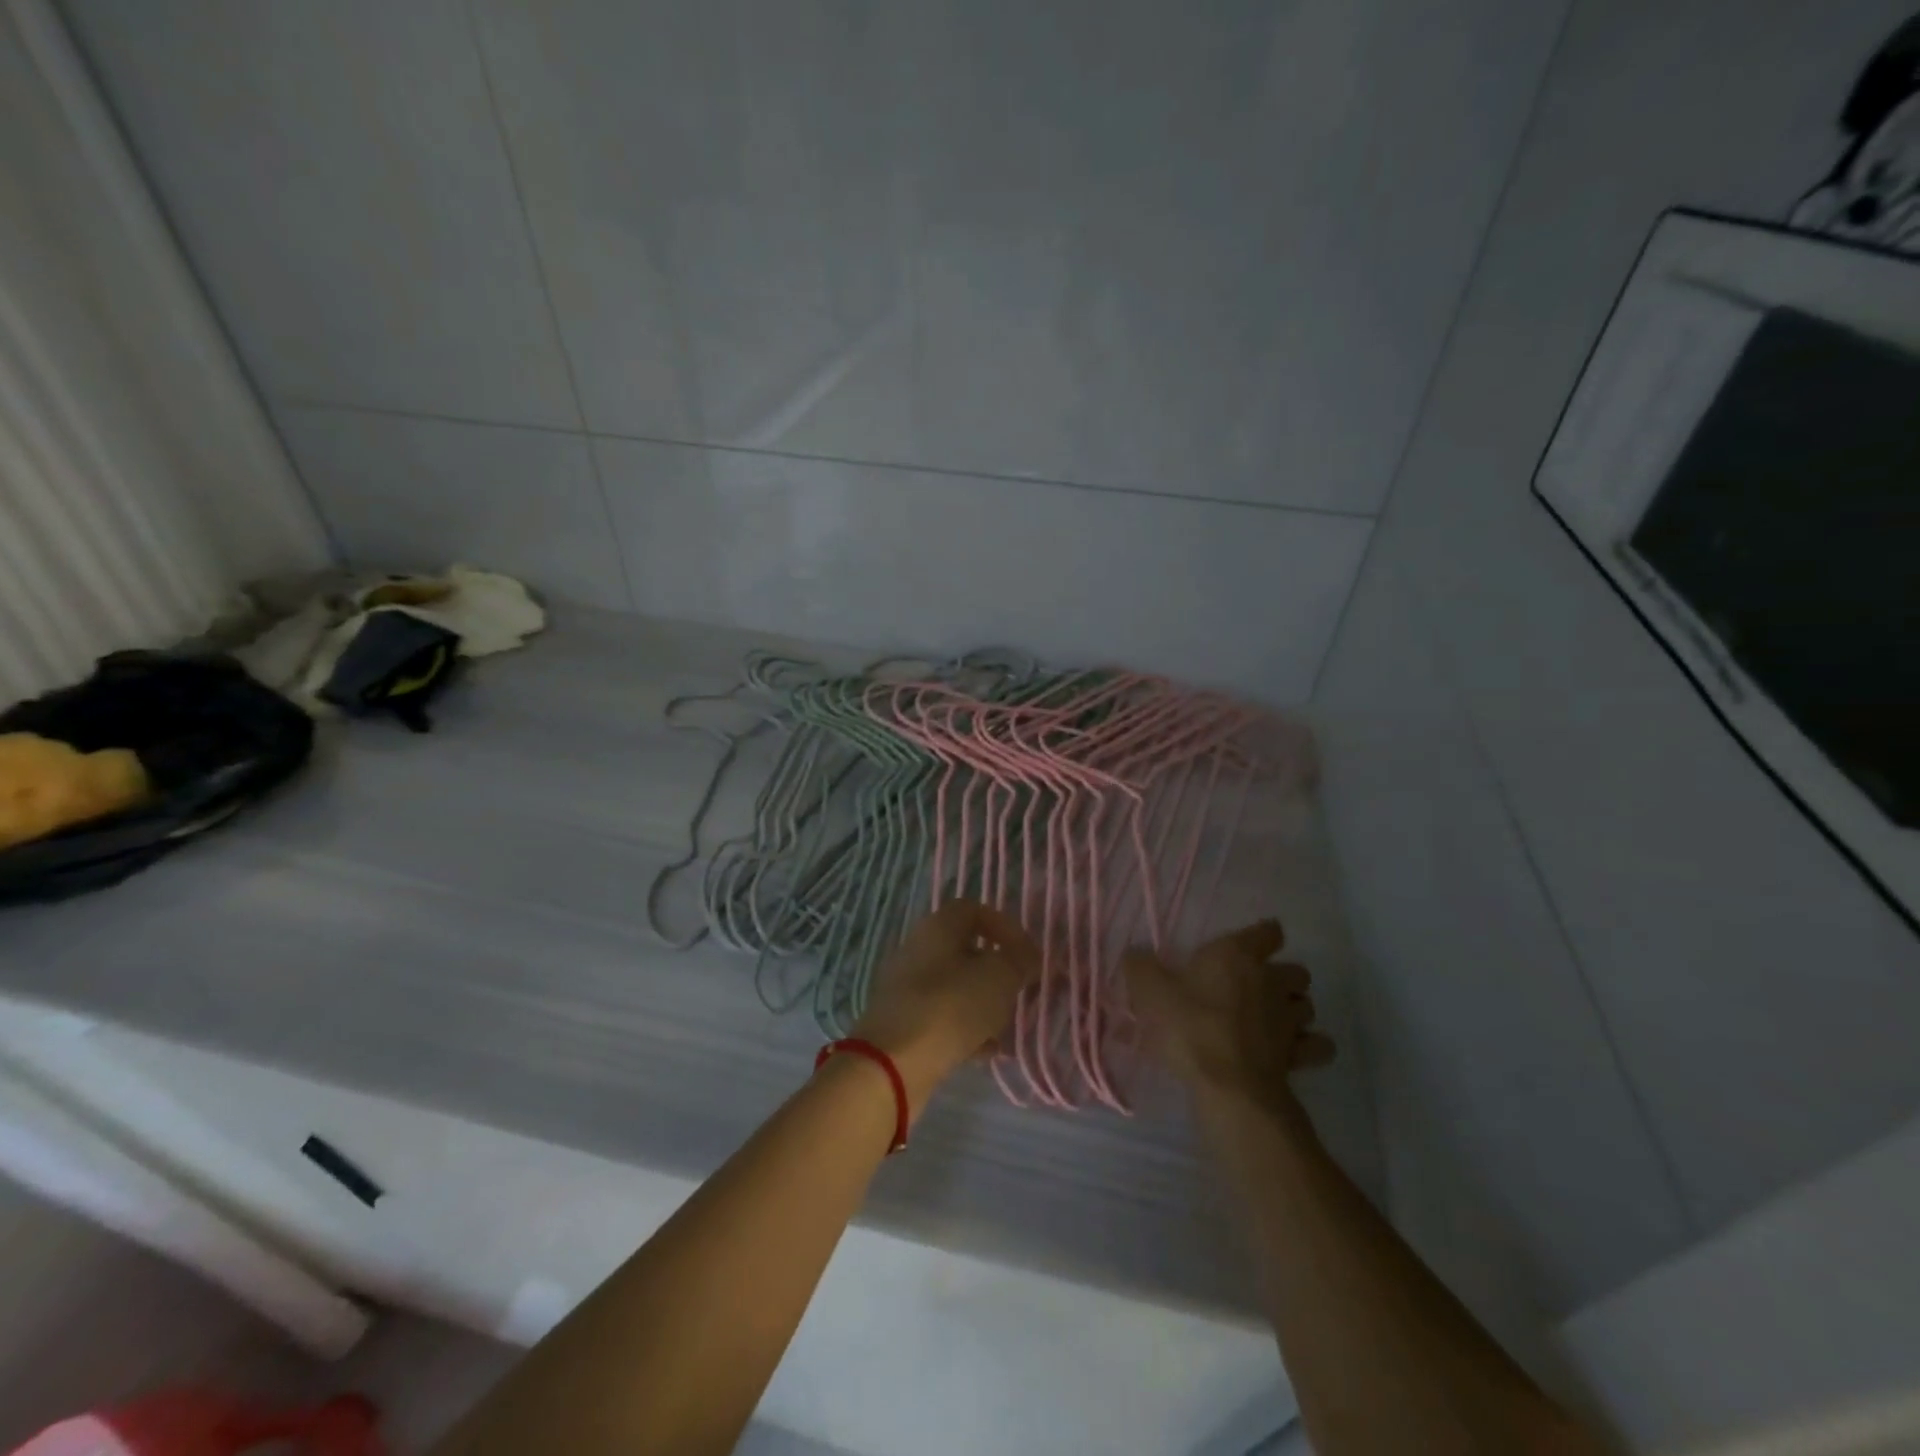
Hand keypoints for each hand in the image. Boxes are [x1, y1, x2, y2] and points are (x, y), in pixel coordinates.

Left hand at [851, 900, 1040, 1117]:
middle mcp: (918, 949)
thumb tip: (1029, 956)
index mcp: (938, 927)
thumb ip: (1019, 962)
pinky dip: (966, 1029)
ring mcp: (907, 987)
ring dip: (984, 1003)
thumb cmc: (950, 1008)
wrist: (891, 1065)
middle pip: (965, 950)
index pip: (974, 910)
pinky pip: (943, 1016)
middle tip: (1019, 992)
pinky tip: (985, 1052)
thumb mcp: (998, 979)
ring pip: (956, 986)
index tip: (1027, 955)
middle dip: (997, 971)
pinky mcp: (903, 1022)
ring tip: (1006, 1027)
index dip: (1005, 927)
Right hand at [1124, 920, 1333, 1107]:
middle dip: (1282, 977)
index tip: (1249, 945)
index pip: (1268, 931)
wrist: (1227, 1085)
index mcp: (1238, 955)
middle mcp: (1271, 980)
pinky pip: (1318, 1046)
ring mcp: (1290, 1019)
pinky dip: (1310, 1046)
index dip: (1262, 935)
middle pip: (1296, 970)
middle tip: (1256, 989)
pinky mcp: (1301, 1055)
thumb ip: (1140, 966)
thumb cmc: (1188, 1026)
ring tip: (1273, 1020)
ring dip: (1295, 1010)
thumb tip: (1136, 954)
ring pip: (1308, 1005)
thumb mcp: (1149, 991)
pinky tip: (1292, 1052)